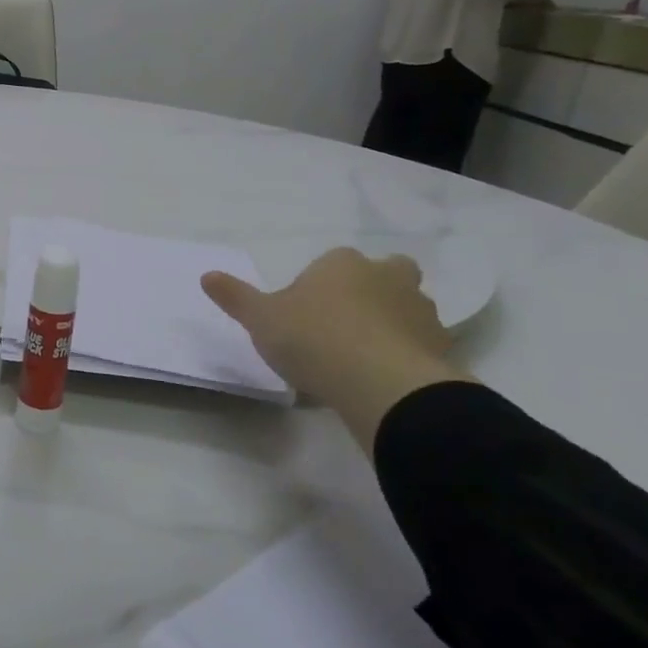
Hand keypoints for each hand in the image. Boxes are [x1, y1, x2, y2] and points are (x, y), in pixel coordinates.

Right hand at [202, 250, 470, 453]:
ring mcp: (420, 311)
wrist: (381, 384)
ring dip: (391, 323)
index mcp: (342, 263)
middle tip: (345, 322)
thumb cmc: (312, 338)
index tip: (302, 314)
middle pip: (385, 273)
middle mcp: (387, 276)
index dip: (318, 285)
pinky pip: (420, 345)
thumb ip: (235, 296)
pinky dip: (407, 355)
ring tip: (363, 357)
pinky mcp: (441, 347)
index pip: (331, 263)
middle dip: (371, 290)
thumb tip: (206, 275)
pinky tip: (384, 378)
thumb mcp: (260, 318)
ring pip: (406, 308)